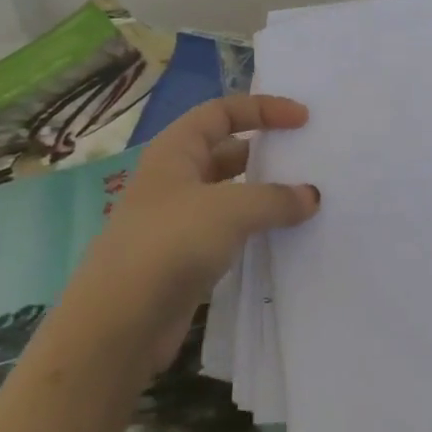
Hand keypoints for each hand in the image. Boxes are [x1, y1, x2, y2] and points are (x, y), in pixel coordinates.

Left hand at [61, 94, 320, 371]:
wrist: (120, 323)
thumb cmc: (170, 243)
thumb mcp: (229, 209)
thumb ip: (275, 198)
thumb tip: (311, 196)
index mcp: (176, 150)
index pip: (222, 112)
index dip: (263, 109)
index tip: (303, 119)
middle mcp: (176, 177)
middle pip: (228, 150)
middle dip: (267, 152)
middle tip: (310, 159)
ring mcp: (180, 219)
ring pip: (231, 194)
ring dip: (265, 194)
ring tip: (307, 199)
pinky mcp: (187, 257)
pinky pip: (230, 231)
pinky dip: (257, 228)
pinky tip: (285, 237)